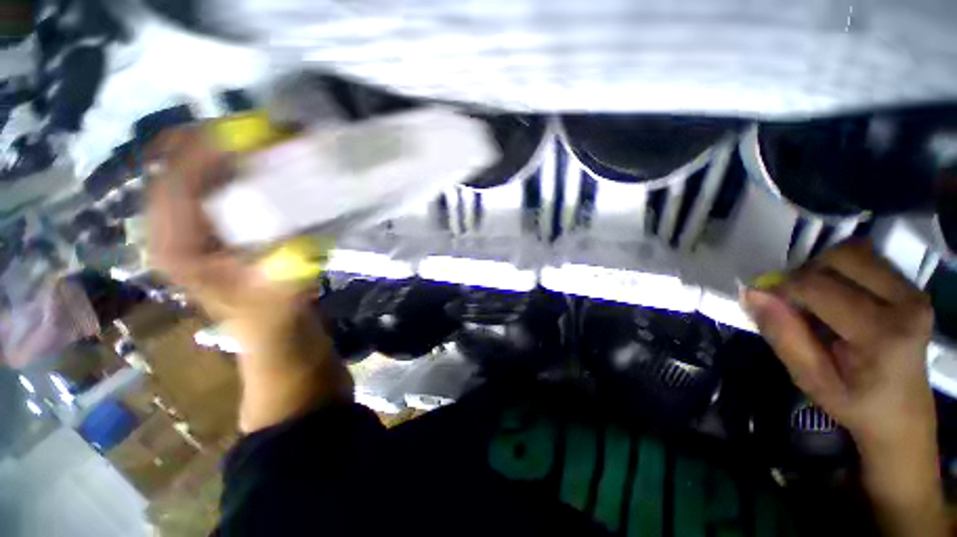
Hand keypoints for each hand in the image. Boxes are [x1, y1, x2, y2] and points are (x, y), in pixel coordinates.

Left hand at [146, 126, 303, 325]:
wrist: (269, 326)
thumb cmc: (272, 315)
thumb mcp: (282, 295)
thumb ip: (286, 269)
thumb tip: (298, 237)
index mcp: (176, 248)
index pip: (176, 183)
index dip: (208, 152)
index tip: (251, 132)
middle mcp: (169, 230)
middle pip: (174, 166)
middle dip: (212, 141)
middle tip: (259, 130)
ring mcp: (184, 225)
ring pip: (188, 168)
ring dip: (220, 148)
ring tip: (259, 138)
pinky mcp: (204, 223)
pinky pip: (205, 179)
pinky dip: (227, 162)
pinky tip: (256, 160)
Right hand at [741, 240, 945, 536]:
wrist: (903, 424)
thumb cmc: (855, 410)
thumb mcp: (811, 379)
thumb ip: (783, 331)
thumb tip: (752, 292)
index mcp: (882, 331)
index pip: (815, 285)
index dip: (781, 289)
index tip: (764, 301)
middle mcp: (906, 304)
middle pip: (838, 259)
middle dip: (802, 277)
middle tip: (790, 304)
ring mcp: (916, 296)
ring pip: (854, 253)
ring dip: (822, 272)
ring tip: (813, 302)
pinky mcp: (915, 294)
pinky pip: (868, 262)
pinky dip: (841, 272)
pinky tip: (836, 299)